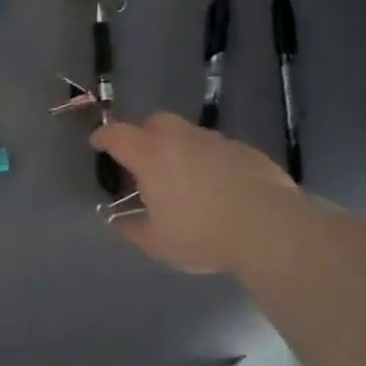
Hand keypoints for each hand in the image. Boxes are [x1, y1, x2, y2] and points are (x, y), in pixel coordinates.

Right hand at [90, 112, 300, 273]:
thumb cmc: (202, 234)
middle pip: (154, 122)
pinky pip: (217, 149)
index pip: (117, 135)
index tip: (97, 143)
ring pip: (188, 134)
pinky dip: (209, 160)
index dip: (103, 137)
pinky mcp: (245, 150)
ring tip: (183, 178)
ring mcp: (216, 141)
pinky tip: (218, 187)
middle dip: (143, 134)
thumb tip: (117, 220)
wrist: (268, 228)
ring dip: (179, 148)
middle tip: (142, 160)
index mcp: (152, 155)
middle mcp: (181, 139)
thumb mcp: (157, 242)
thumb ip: (131, 229)